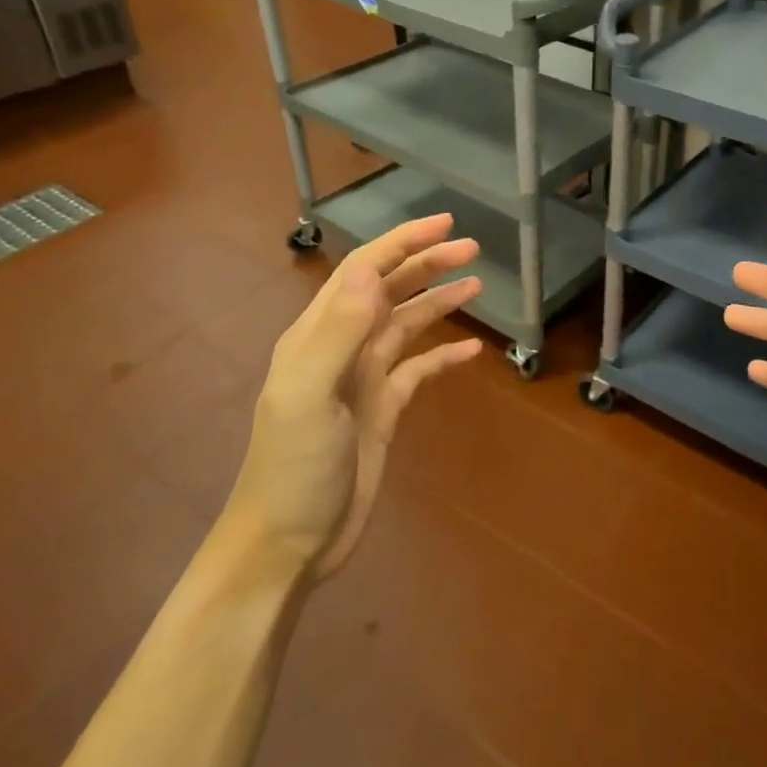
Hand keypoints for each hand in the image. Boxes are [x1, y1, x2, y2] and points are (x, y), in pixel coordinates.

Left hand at [224, 214, 482, 578]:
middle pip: (389, 290)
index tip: (444, 224)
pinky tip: (472, 350)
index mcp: (319, 334)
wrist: (289, 542)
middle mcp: (342, 346)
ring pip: (407, 324)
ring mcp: (364, 378)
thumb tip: (374, 274)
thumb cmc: (294, 467)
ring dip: (439, 302)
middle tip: (472, 248)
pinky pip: (419, 370)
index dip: (402, 243)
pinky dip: (444, 355)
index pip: (364, 270)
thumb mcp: (308, 396)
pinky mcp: (382, 409)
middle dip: (427, 264)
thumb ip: (338, 332)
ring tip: (477, 285)